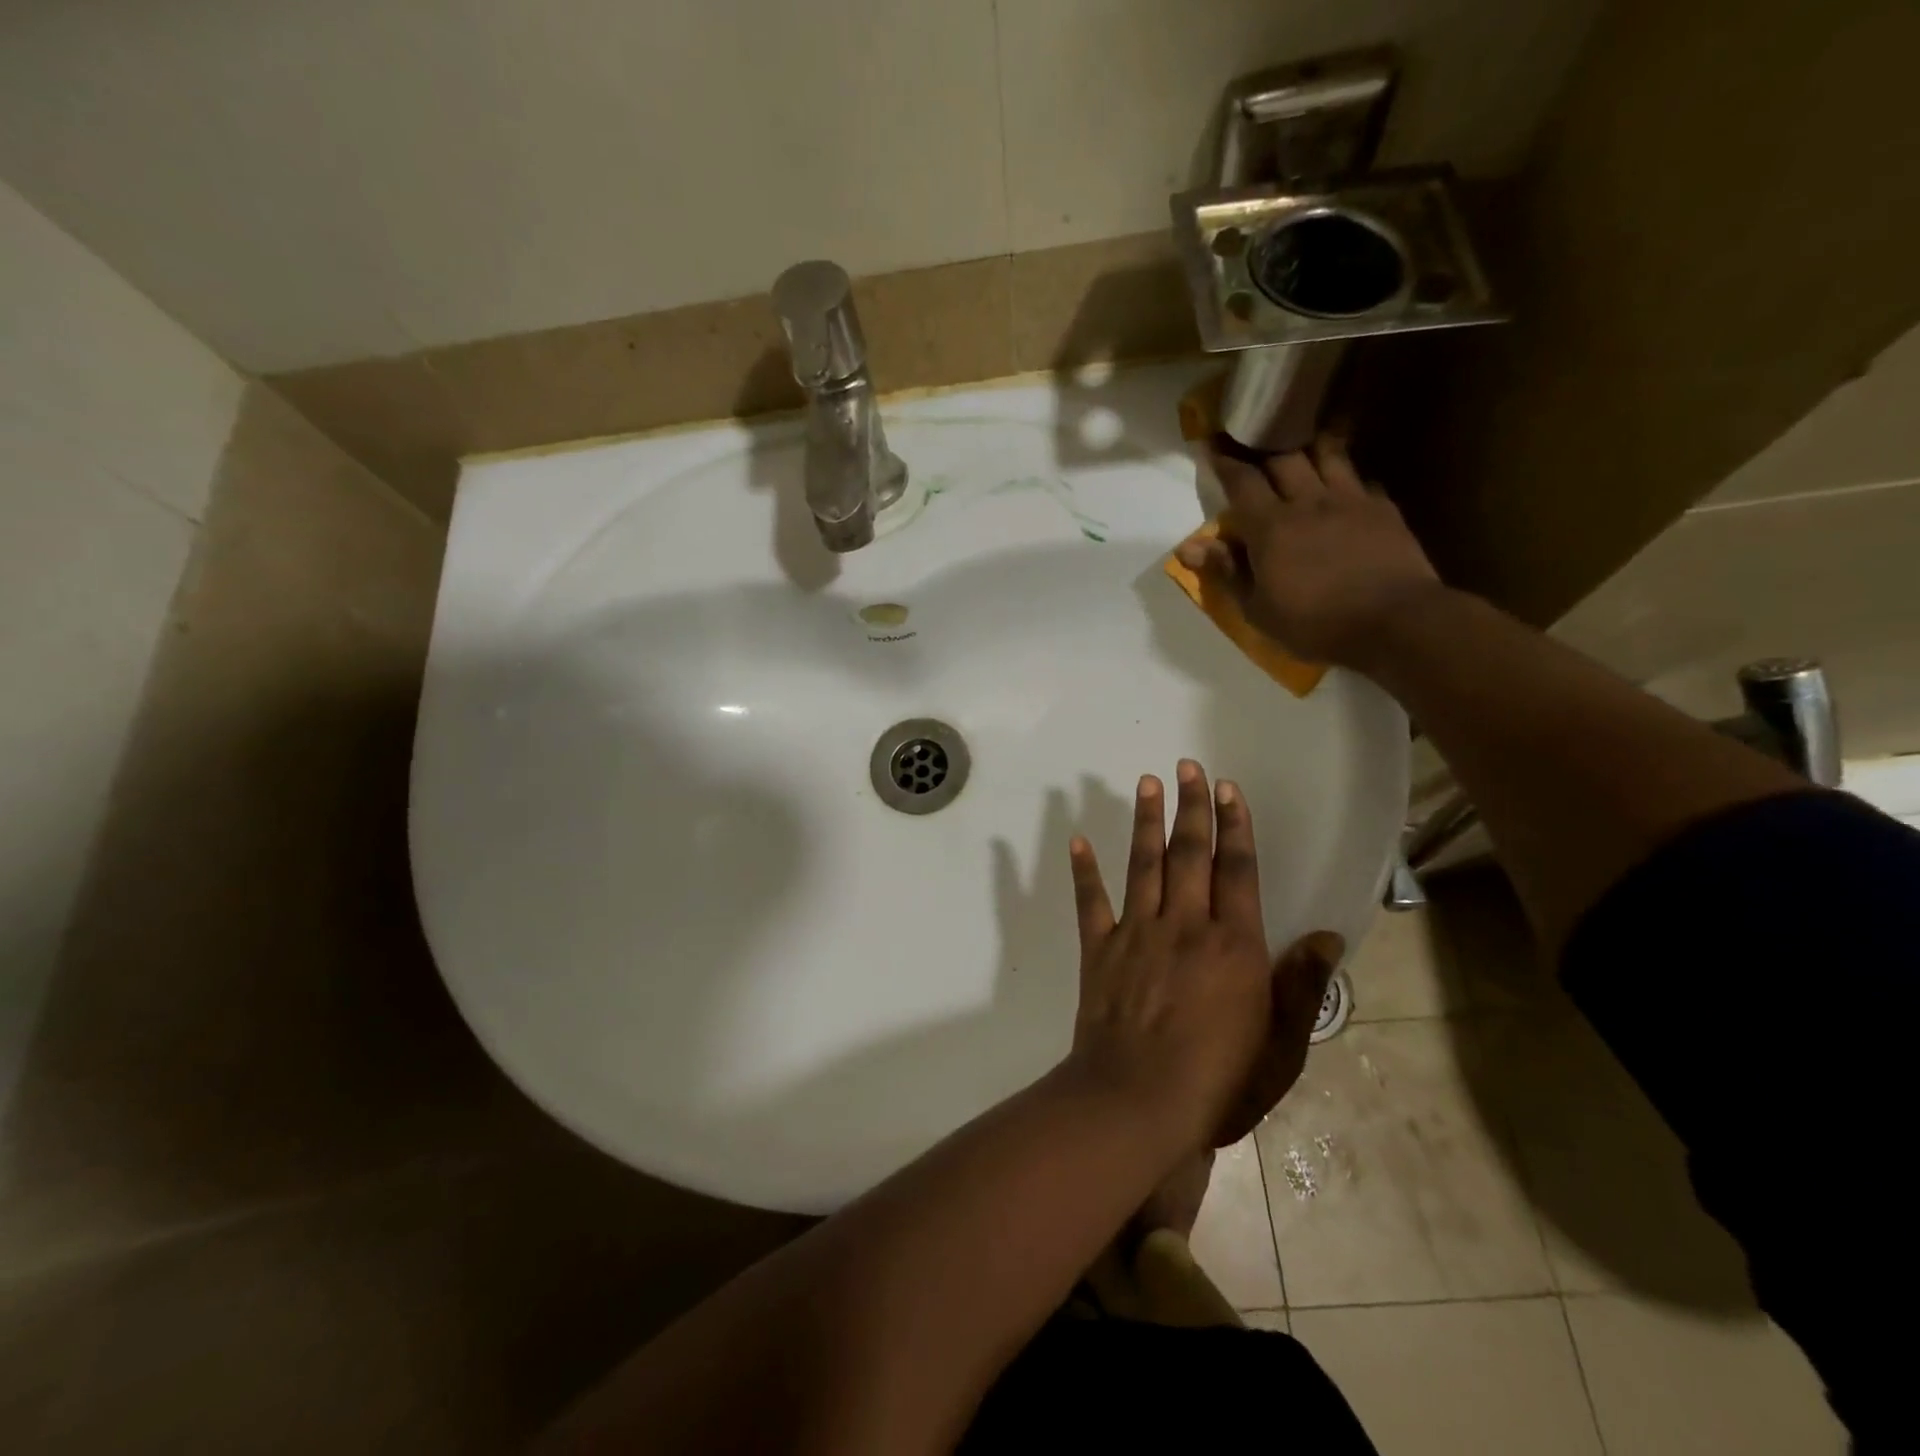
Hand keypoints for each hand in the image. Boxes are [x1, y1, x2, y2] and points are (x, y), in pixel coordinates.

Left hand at [1063, 760, 1342, 1149]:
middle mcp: (1184, 925)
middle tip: (1188, 766)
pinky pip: (1091, 901)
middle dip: (1191, 807)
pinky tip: (1079, 839)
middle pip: (1189, 854)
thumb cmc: (1220, 1081)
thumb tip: (1326, 935)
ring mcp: (1136, 933)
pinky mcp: (1099, 949)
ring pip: (1143, 864)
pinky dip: (1084, 870)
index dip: (1234, 826)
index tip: (1227, 788)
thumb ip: (1302, 985)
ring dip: (1146, 821)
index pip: (1236, 870)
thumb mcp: (1281, 1044)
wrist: (1138, 1102)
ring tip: (1148, 783)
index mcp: (1232, 944)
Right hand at [1177, 435, 1442, 668]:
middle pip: (1283, 456)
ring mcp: (1350, 500)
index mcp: (1271, 526)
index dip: (1224, 462)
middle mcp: (1308, 501)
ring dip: (1308, 444)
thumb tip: (1188, 547)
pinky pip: (1361, 478)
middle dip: (1263, 442)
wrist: (1395, 622)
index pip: (1241, 481)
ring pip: (1326, 454)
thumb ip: (1226, 571)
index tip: (1211, 445)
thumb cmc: (1315, 624)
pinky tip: (1346, 482)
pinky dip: (1347, 475)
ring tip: (1300, 438)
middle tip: (1252, 433)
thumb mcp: (1258, 609)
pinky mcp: (1383, 509)